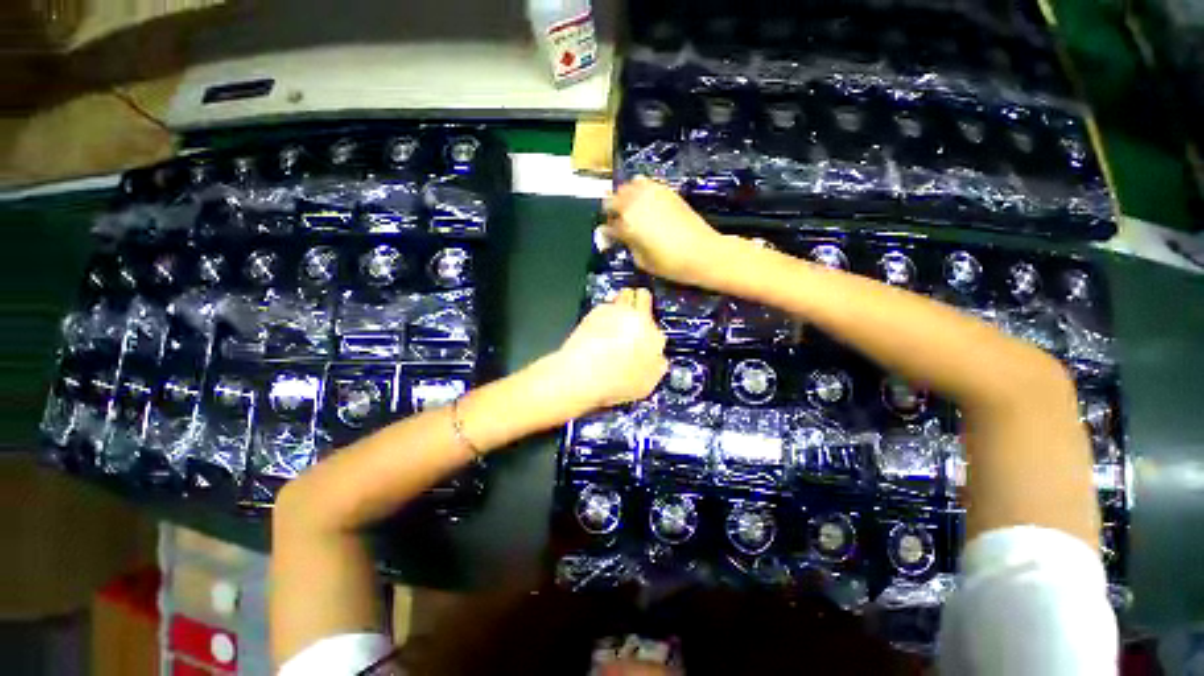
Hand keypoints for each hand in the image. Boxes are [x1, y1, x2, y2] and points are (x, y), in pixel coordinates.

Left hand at [553, 288, 667, 409]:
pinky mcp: (595, 311)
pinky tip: (600, 325)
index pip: (658, 327)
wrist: (582, 373)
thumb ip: (657, 366)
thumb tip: (659, 356)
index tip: (644, 340)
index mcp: (654, 336)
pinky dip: (606, 311)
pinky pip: (606, 305)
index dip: (651, 333)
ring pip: (624, 295)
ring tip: (617, 315)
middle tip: (635, 314)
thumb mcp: (646, 385)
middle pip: (643, 296)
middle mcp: (638, 317)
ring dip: (624, 301)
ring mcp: (616, 311)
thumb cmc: (617, 383)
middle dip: (642, 301)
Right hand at [599, 176, 726, 285]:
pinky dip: (640, 190)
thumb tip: (622, 237)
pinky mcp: (666, 190)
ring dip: (624, 197)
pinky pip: (645, 183)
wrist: (702, 252)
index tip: (608, 239)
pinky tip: (644, 203)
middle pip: (613, 199)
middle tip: (617, 223)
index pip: (608, 225)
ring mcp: (651, 193)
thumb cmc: (670, 263)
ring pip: (627, 186)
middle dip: (611, 211)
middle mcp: (635, 203)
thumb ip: (628, 245)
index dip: (606, 233)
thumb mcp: (642, 261)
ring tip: (630, 210)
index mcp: (627, 223)